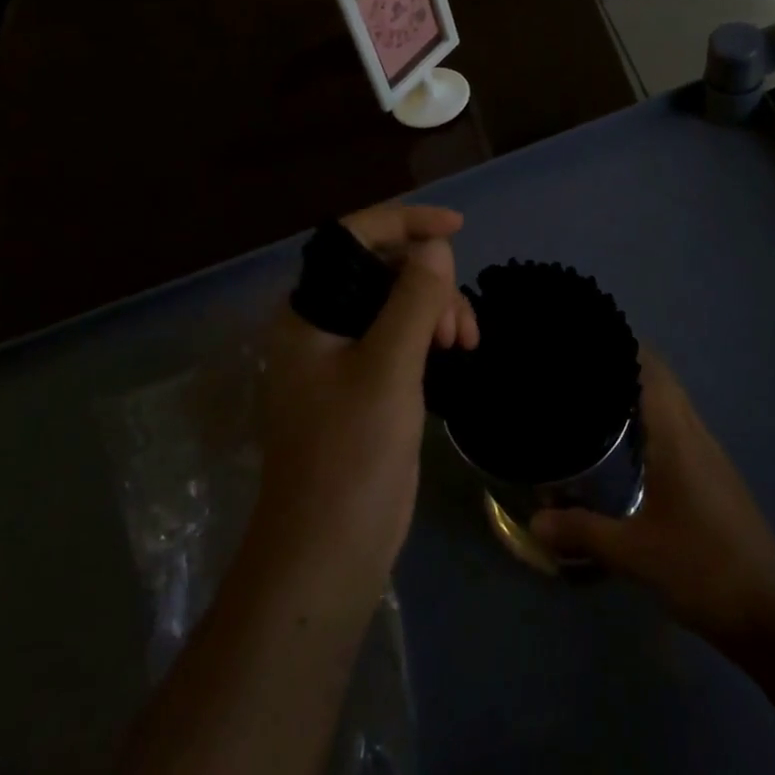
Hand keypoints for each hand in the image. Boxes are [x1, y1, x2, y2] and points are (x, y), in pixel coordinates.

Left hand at [256, 205, 477, 592]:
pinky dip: (431, 336)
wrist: (328, 552)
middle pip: (381, 271)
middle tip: (461, 323)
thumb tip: (435, 246)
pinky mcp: (365, 386)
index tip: (456, 227)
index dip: (404, 222)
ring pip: (397, 304)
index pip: (353, 239)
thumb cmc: (350, 456)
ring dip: (437, 310)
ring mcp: (343, 358)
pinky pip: (402, 337)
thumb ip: (412, 300)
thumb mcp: (387, 370)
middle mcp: (321, 327)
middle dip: (430, 280)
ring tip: (465, 344)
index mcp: (308, 313)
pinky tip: (457, 353)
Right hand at [531, 351, 774, 649]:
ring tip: (594, 397)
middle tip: (578, 368)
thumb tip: (535, 521)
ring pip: (672, 404)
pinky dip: (651, 419)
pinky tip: (628, 445)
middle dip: (623, 365)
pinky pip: (678, 428)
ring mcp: (710, 455)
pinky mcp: (716, 478)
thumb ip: (582, 532)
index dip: (622, 346)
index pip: (650, 368)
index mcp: (677, 435)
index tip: (585, 339)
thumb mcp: (635, 553)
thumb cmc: (703, 569)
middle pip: (661, 380)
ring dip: (638, 392)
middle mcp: (696, 434)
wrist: (774, 615)